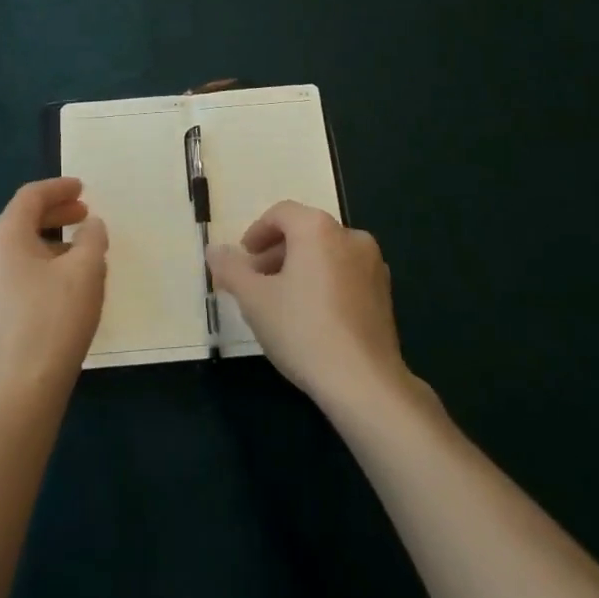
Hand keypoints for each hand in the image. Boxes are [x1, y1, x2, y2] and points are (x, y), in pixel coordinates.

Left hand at [0, 177, 107, 400]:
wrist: (23, 387)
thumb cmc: (55, 318)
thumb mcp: (86, 270)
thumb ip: (92, 237)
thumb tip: (90, 225)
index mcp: (4, 236)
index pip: (30, 197)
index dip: (59, 188)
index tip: (83, 188)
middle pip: (22, 219)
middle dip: (56, 213)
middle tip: (85, 213)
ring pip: (20, 246)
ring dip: (51, 239)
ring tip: (83, 248)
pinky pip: (17, 269)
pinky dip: (42, 261)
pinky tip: (66, 279)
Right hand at [207, 202, 412, 415]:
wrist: (364, 383)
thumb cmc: (302, 330)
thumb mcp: (254, 300)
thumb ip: (231, 269)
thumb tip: (213, 250)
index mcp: (318, 228)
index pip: (281, 214)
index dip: (256, 233)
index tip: (243, 260)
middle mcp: (350, 236)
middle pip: (305, 232)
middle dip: (276, 253)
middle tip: (256, 282)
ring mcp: (373, 265)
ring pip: (326, 254)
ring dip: (300, 269)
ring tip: (281, 302)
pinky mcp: (385, 294)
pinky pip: (346, 275)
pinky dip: (324, 283)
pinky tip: (311, 318)